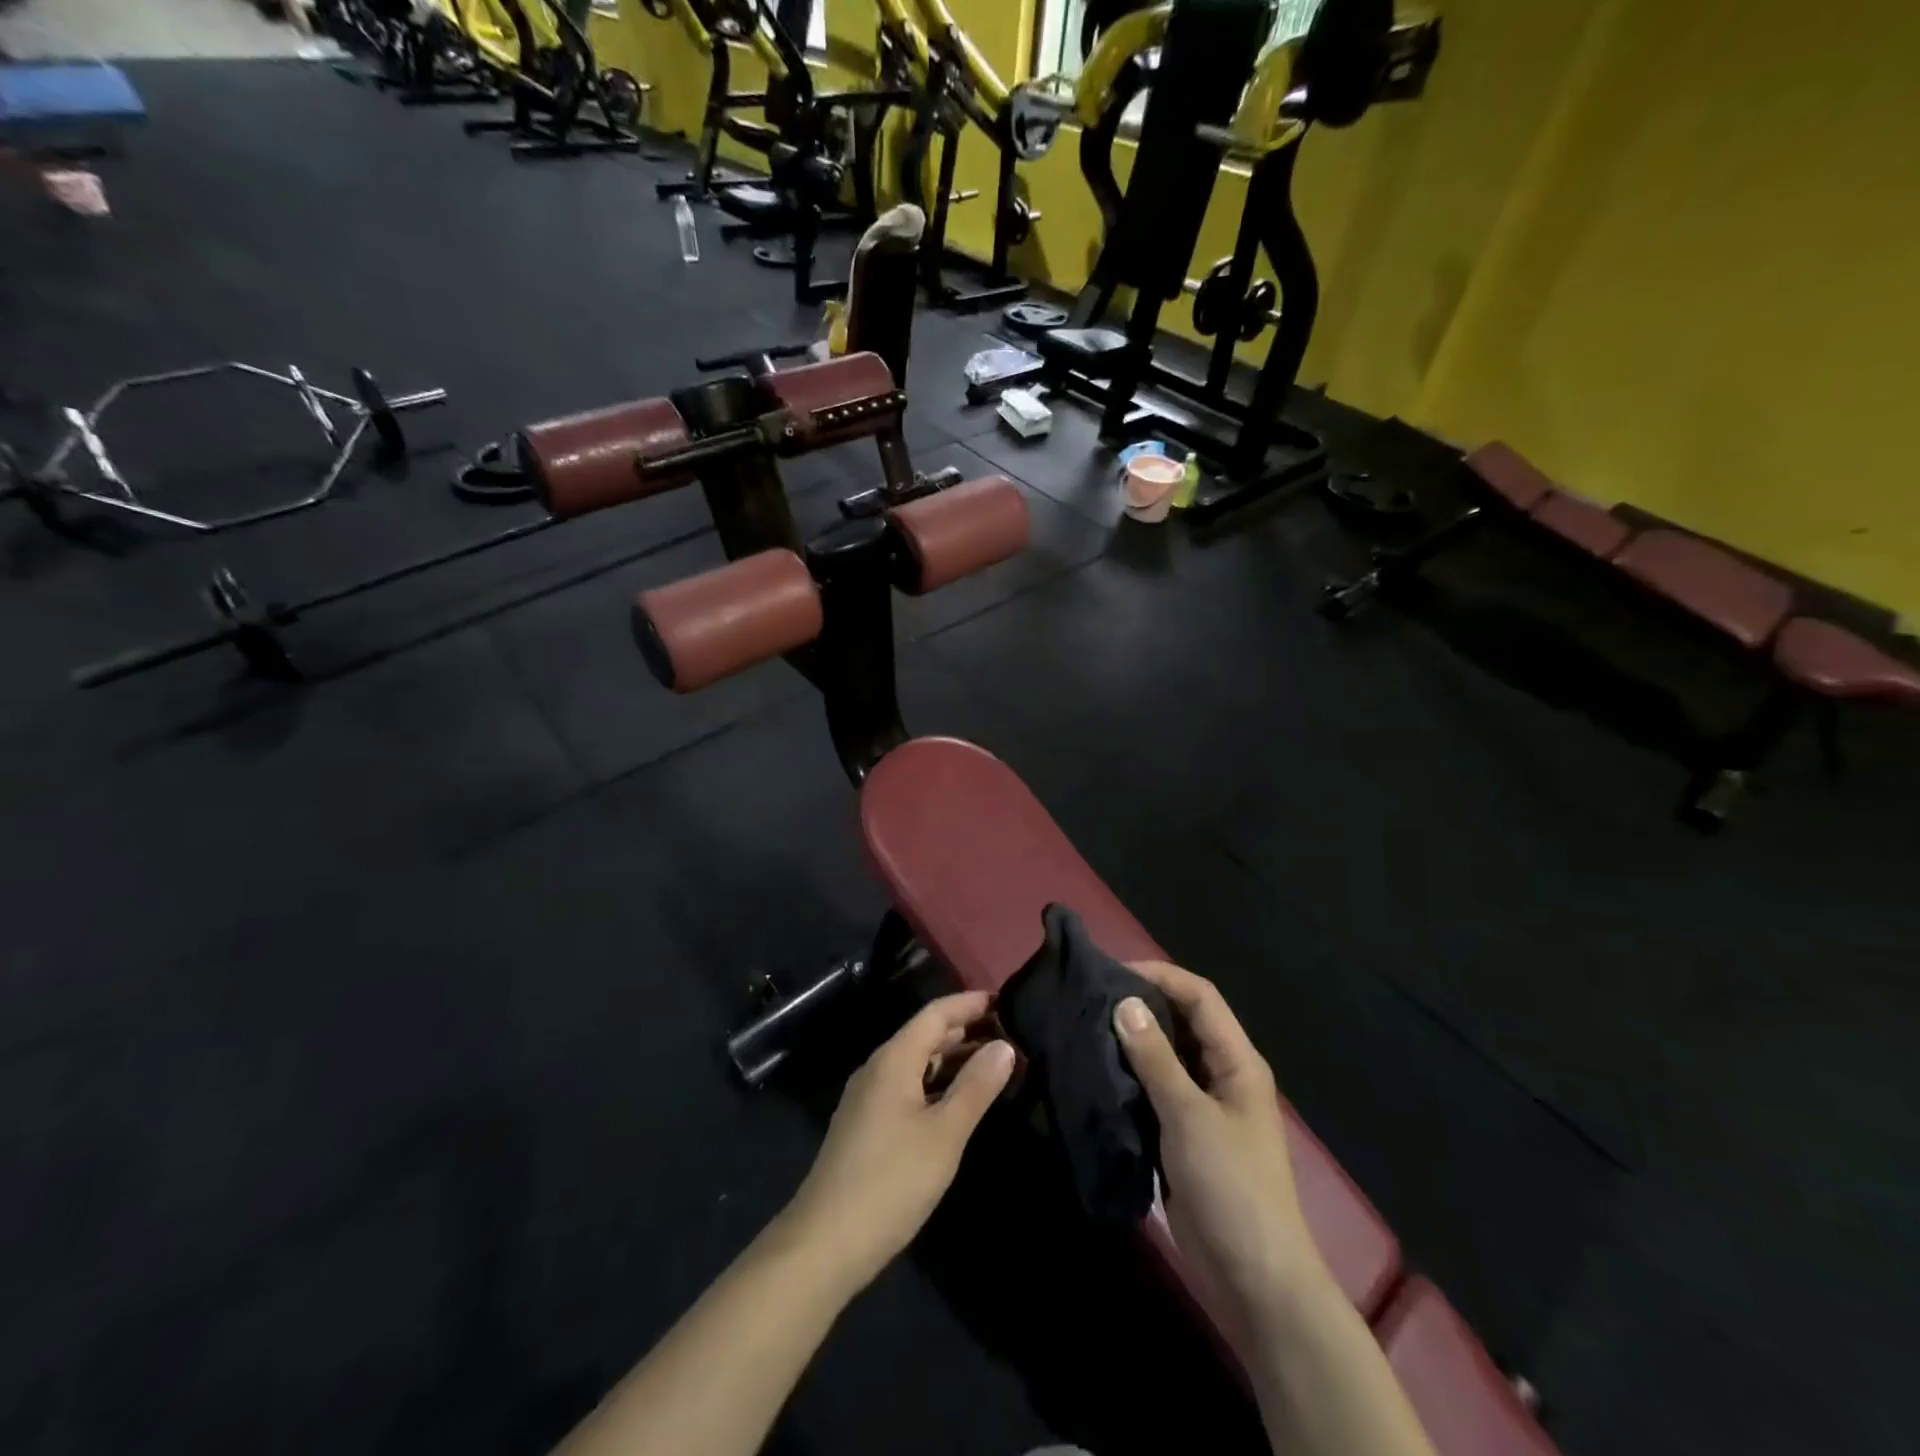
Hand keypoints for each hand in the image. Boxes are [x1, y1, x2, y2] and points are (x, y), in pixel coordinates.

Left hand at [781, 992, 1014, 1293]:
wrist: (825, 1243)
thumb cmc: (891, 1181)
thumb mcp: (944, 1134)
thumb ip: (976, 1087)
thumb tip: (1005, 1046)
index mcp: (894, 1059)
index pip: (936, 1013)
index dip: (971, 1003)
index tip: (1008, 1000)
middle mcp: (878, 1068)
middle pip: (926, 1034)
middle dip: (967, 1029)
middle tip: (1011, 1033)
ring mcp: (869, 1098)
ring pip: (917, 1062)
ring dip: (954, 1059)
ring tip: (995, 1064)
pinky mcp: (867, 1125)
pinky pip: (909, 1086)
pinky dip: (938, 1083)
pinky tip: (960, 1101)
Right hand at [1115, 962, 1325, 1332]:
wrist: (1254, 1279)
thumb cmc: (1230, 1187)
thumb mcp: (1189, 1116)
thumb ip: (1156, 1059)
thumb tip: (1125, 1002)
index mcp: (1237, 1061)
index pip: (1200, 996)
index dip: (1160, 975)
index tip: (1112, 973)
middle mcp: (1222, 1075)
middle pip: (1182, 1021)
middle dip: (1141, 1004)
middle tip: (1091, 998)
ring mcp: (1204, 1107)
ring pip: (1166, 1056)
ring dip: (1132, 1042)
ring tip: (1086, 1028)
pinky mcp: (1185, 1135)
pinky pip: (1156, 1091)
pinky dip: (1130, 1077)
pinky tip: (1097, 1073)